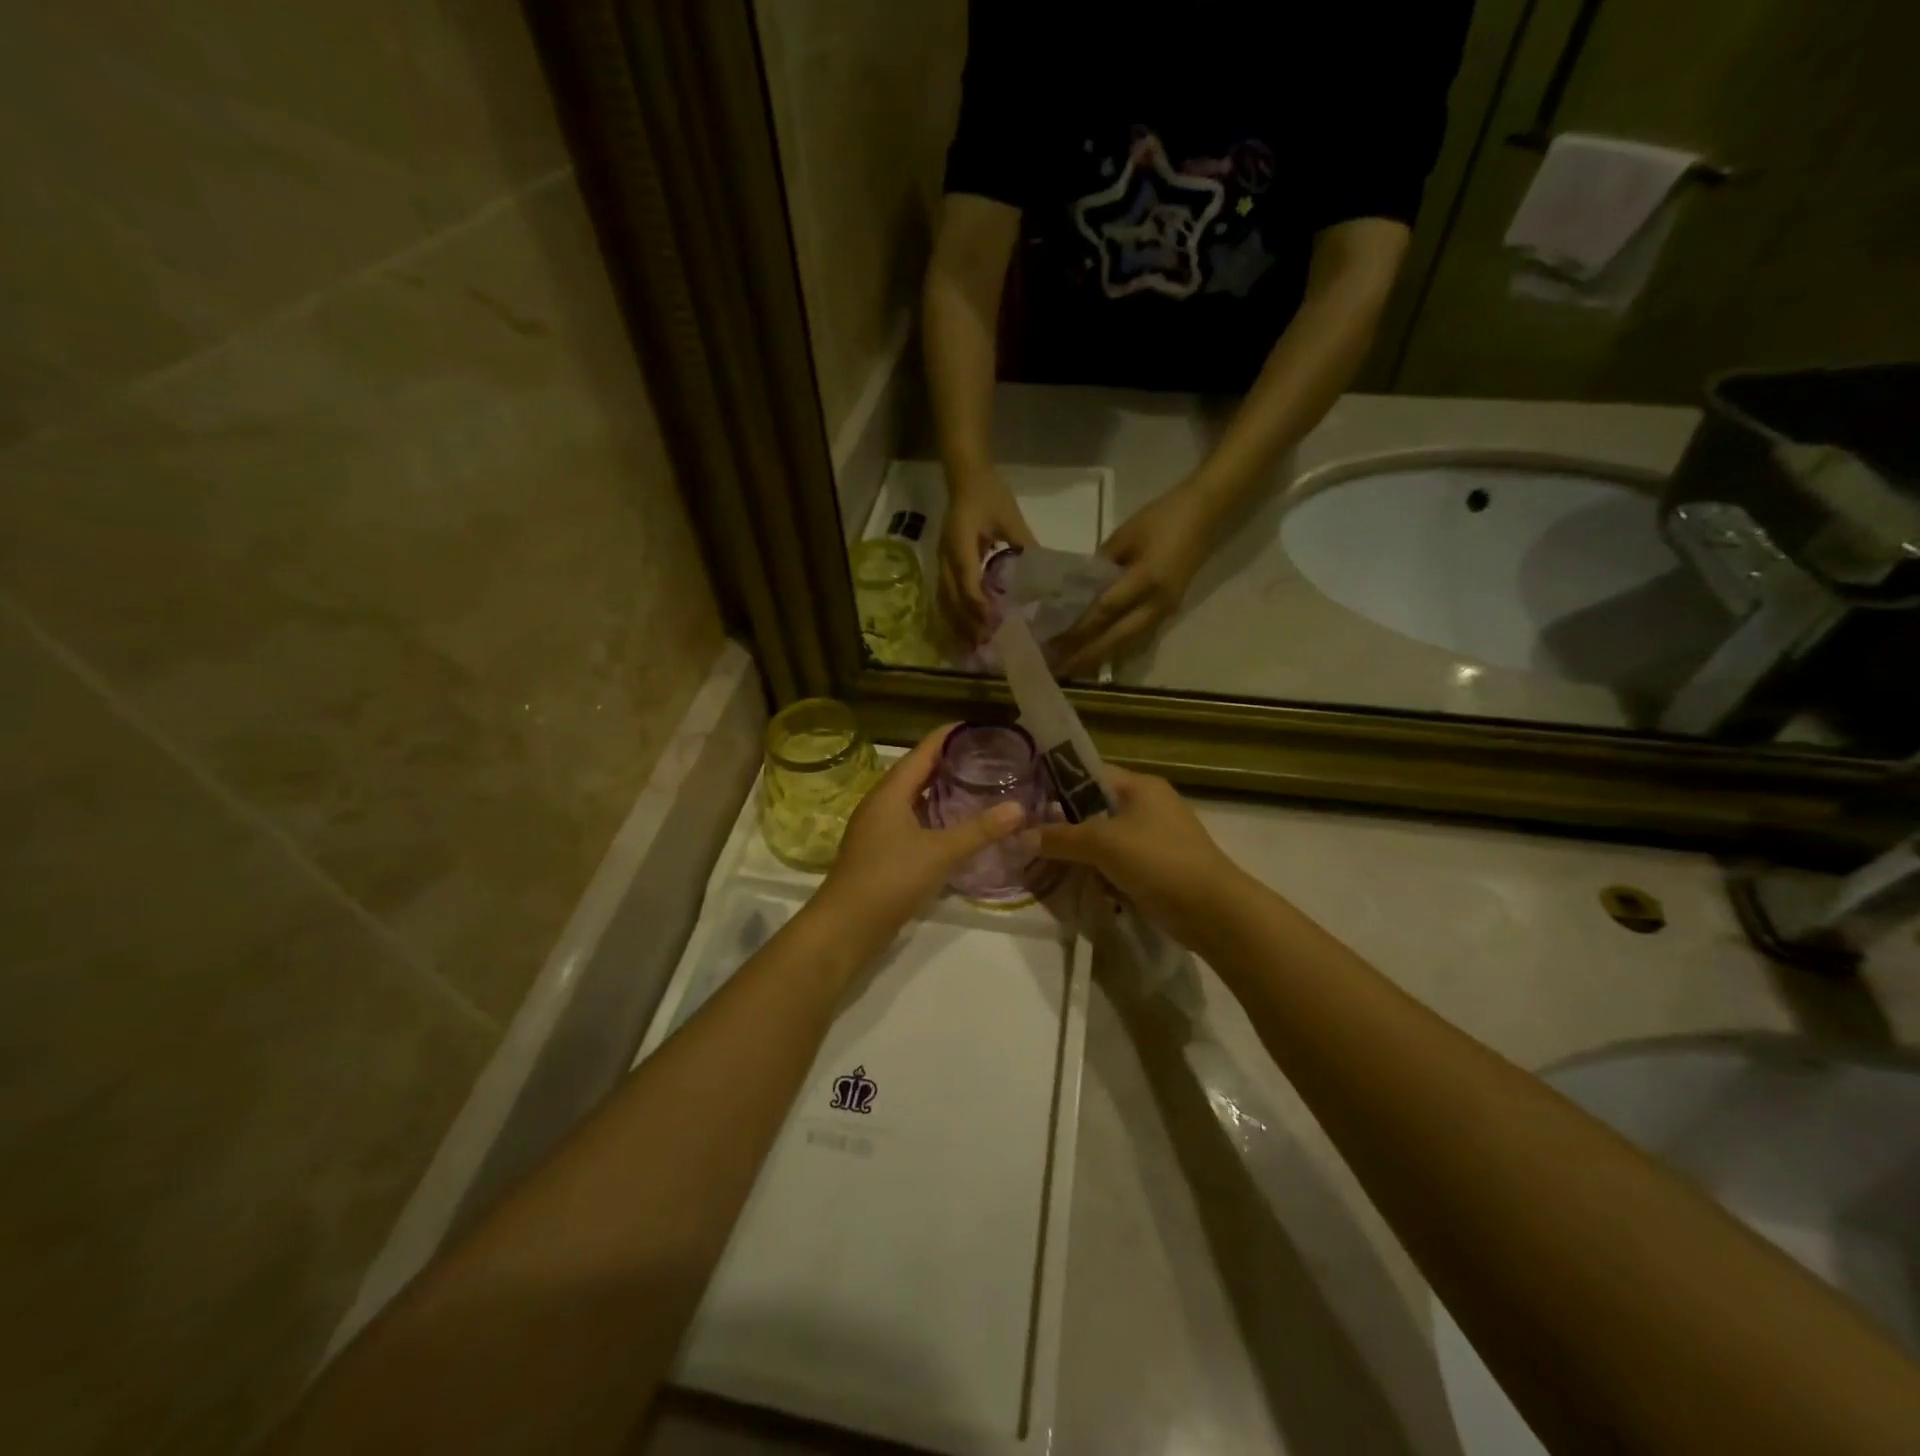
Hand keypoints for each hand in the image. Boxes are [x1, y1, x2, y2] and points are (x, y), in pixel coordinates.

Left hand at [810, 725, 1026, 962]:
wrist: (846, 926)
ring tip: (976, 785)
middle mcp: (881, 803)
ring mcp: (877, 828)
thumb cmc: (890, 878)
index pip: (923, 751)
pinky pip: (911, 821)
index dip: (949, 736)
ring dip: (941, 790)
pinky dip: (933, 815)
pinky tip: (954, 826)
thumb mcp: (940, 852)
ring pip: (913, 798)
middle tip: (987, 757)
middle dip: (949, 762)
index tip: (979, 727)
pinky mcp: (880, 851)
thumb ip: (980, 830)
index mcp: (890, 792)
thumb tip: (1019, 808)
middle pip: (917, 771)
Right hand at [939, 468, 1035, 644]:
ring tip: (973, 644)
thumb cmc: (989, 494)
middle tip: (984, 645)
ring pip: (944, 600)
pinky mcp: (943, 565)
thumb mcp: (1011, 518)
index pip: (967, 581)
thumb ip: (1024, 544)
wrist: (965, 477)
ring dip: (957, 623)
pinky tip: (966, 627)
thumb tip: (1044, 575)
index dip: (978, 605)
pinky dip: (954, 614)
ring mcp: (941, 561)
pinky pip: (945, 595)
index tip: (994, 623)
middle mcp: (946, 556)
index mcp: (961, 543)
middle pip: (951, 597)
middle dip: (967, 622)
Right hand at [1035, 767, 1244, 946]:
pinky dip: (1100, 872)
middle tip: (1030, 839)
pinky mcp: (1157, 866)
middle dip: (1064, 825)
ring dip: (1080, 853)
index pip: (1088, 773)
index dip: (1056, 785)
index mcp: (1139, 785)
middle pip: (1093, 808)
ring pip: (1104, 838)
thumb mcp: (1102, 844)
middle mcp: (1147, 804)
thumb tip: (1020, 837)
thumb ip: (1059, 838)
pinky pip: (1118, 862)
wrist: (1212, 910)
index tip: (1025, 802)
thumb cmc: (1157, 861)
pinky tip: (1078, 885)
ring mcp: (1154, 837)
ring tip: (1047, 865)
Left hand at [1054, 485, 1217, 677]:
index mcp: (1146, 579)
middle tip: (1057, 669)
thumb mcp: (1124, 535)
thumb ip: (1100, 565)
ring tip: (1071, 669)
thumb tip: (1075, 590)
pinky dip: (1114, 650)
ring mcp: (1165, 611)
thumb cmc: (1161, 518)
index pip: (1106, 610)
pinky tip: (1095, 658)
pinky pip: (1137, 639)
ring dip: (1098, 658)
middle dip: (1085, 655)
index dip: (1079, 629)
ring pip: (1127, 644)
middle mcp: (1157, 603)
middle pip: (1116, 637)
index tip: (1053, 642)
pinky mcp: (1167, 613)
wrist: (1206, 514)